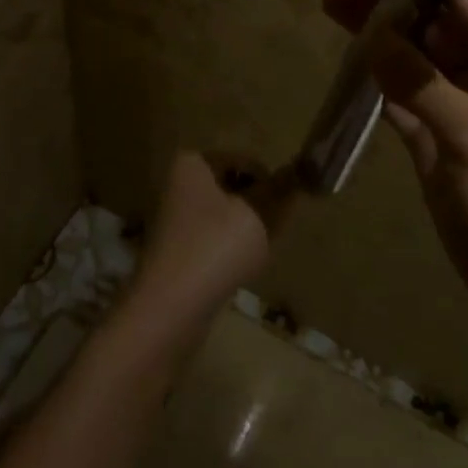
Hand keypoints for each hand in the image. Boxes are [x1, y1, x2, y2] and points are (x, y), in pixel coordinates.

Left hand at [124, 152, 295, 340]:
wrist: (170, 307)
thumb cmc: (216, 247)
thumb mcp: (258, 215)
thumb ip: (279, 192)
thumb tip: (297, 173)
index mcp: (192, 164)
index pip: (243, 161)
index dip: (270, 180)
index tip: (288, 204)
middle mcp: (177, 185)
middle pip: (232, 187)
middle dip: (258, 205)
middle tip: (277, 227)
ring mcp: (173, 219)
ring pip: (224, 215)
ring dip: (246, 228)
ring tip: (260, 248)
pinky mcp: (176, 250)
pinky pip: (212, 239)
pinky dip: (230, 248)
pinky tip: (242, 266)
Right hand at [320, 0, 467, 324]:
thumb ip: (424, 86)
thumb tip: (375, 36)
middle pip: (431, 21)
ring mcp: (457, 104)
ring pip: (411, 54)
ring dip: (375, 31)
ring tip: (329, 0)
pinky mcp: (435, 135)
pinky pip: (400, 92)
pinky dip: (374, 74)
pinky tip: (346, 52)